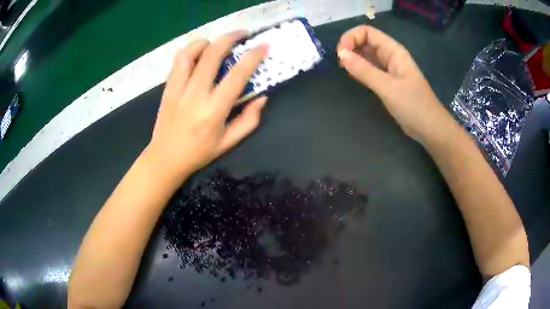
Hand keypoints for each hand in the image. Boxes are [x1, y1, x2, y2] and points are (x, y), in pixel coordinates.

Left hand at [145, 32, 268, 181]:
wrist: (165, 157)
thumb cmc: (199, 152)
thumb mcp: (229, 142)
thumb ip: (249, 120)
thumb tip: (261, 97)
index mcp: (214, 109)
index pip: (238, 74)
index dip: (253, 56)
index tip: (263, 46)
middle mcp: (196, 93)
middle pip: (214, 53)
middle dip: (231, 37)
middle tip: (243, 35)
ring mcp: (179, 88)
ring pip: (192, 52)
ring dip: (209, 41)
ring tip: (218, 43)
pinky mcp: (169, 87)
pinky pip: (179, 60)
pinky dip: (191, 50)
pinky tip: (199, 52)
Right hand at [337, 25, 448, 141]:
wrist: (430, 128)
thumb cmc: (413, 106)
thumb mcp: (388, 87)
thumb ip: (364, 70)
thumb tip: (341, 54)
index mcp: (394, 51)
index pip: (368, 32)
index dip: (351, 37)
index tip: (341, 53)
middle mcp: (390, 55)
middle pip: (366, 41)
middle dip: (350, 47)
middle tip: (340, 63)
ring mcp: (389, 68)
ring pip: (367, 55)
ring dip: (354, 57)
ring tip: (344, 69)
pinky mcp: (388, 81)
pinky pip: (370, 68)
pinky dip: (359, 69)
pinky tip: (353, 76)